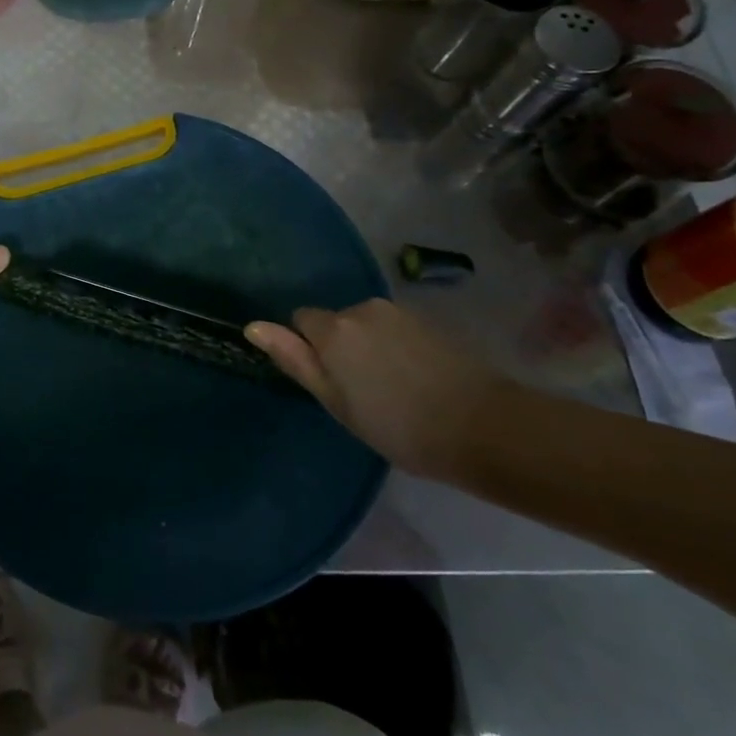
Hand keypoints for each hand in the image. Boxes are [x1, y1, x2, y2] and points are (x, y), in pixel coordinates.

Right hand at [245, 299, 503, 477]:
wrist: (483, 426)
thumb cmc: (397, 425)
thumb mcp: (336, 401)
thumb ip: (294, 359)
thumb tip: (253, 327)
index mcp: (333, 329)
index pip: (301, 320)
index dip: (308, 349)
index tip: (329, 382)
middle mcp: (362, 309)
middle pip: (335, 321)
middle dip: (340, 346)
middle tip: (361, 392)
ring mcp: (399, 312)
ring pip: (366, 325)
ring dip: (369, 347)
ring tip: (392, 388)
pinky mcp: (429, 322)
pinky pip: (394, 329)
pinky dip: (395, 348)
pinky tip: (416, 380)